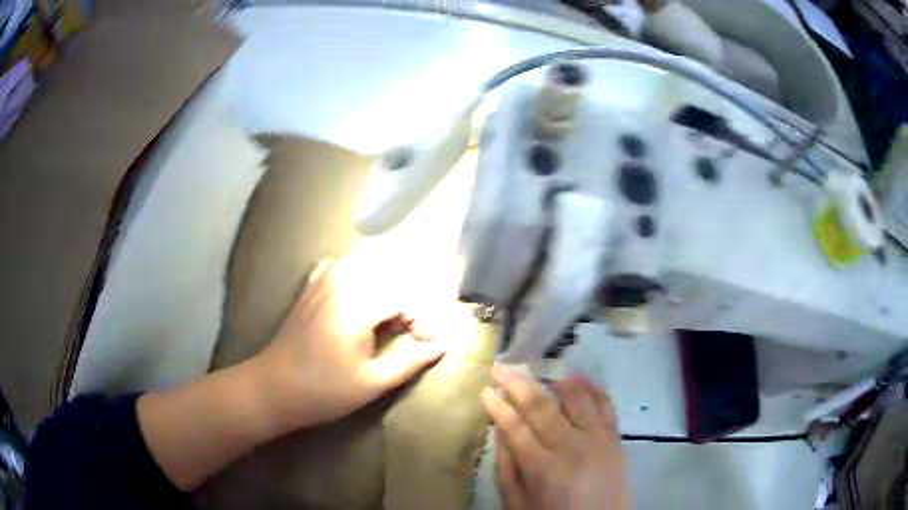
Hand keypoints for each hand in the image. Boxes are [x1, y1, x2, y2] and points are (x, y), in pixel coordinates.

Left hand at [251, 253, 445, 433]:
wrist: (273, 388)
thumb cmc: (323, 391)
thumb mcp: (371, 383)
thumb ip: (408, 361)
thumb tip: (440, 346)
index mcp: (355, 307)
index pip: (403, 295)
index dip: (421, 317)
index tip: (425, 342)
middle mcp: (340, 284)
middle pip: (387, 270)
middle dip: (407, 295)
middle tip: (410, 327)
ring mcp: (321, 282)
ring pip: (363, 260)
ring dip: (385, 279)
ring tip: (391, 310)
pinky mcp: (310, 288)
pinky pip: (338, 264)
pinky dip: (356, 270)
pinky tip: (360, 291)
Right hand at [482, 365, 626, 509]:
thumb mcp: (518, 504)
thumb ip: (506, 470)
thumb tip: (498, 432)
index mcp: (543, 468)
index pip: (515, 427)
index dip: (498, 406)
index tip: (485, 389)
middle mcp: (572, 446)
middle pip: (542, 406)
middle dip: (517, 383)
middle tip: (501, 367)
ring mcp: (598, 439)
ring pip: (576, 398)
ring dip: (555, 379)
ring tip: (538, 368)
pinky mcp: (615, 438)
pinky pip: (606, 404)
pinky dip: (593, 387)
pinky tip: (579, 377)